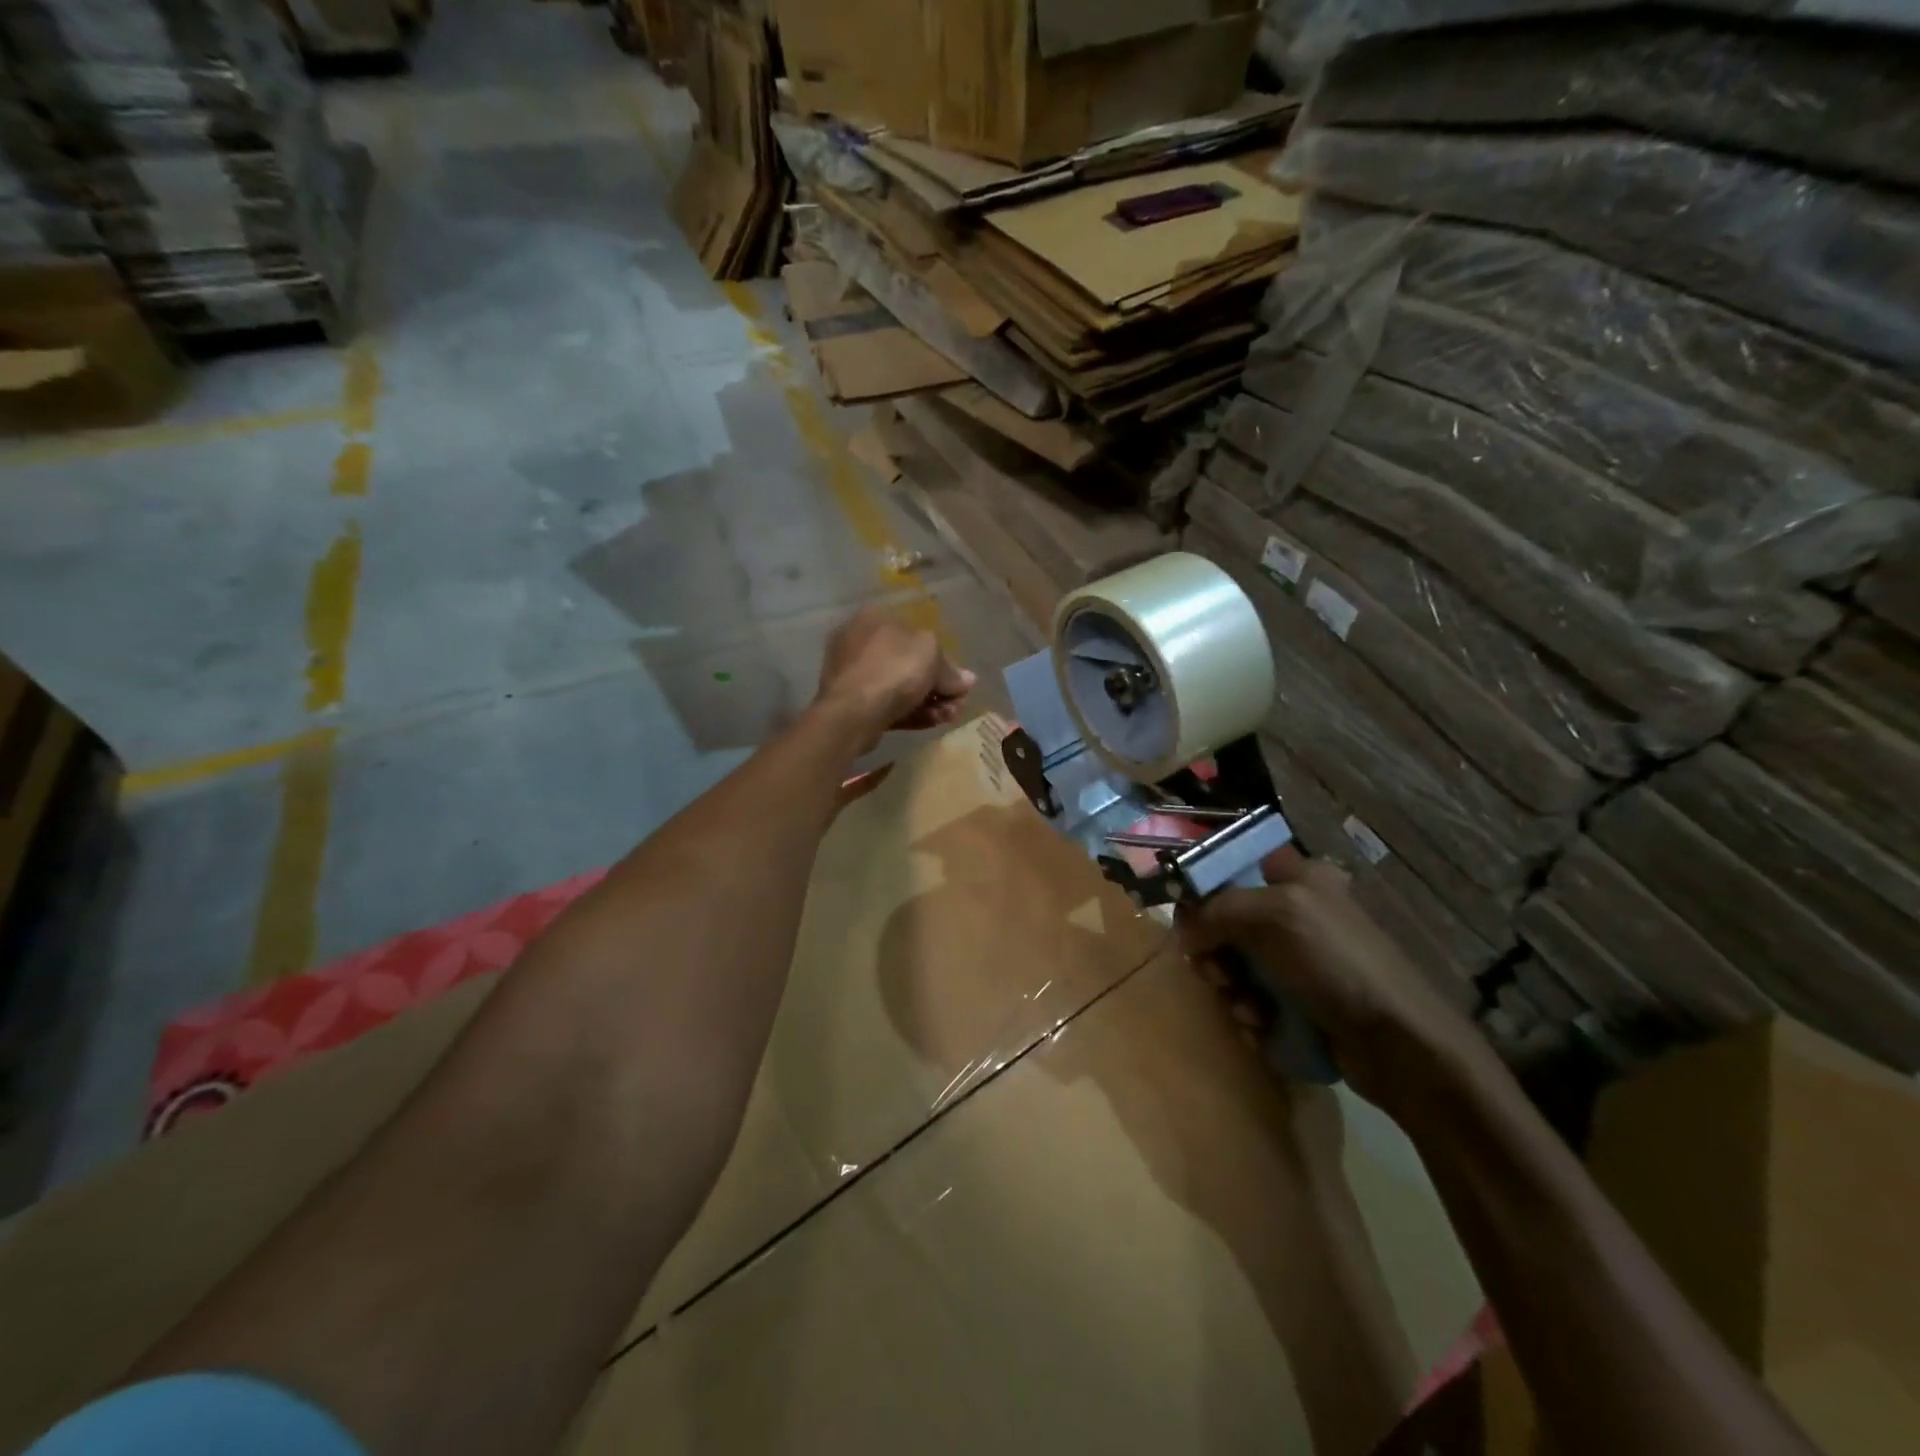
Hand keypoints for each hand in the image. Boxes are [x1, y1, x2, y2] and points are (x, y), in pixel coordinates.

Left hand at [816, 607, 975, 749]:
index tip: (959, 681)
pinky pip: (887, 704)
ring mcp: (852, 674)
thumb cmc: (893, 670)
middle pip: (909, 664)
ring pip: (899, 687)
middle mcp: (859, 641)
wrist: (853, 712)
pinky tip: (931, 723)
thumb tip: (966, 680)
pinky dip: (911, 713)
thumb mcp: (931, 656)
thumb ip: (950, 669)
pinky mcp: (851, 703)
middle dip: (937, 685)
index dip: (943, 659)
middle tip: (957, 703)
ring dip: (929, 702)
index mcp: (874, 618)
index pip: (916, 635)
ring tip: (948, 717)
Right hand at [1179, 847, 1486, 1110]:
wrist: (1398, 1044)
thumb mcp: (1274, 917)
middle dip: (1214, 948)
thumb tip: (1186, 930)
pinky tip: (1261, 1026)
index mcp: (1298, 877)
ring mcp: (1300, 959)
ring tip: (1247, 1008)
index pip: (1233, 865)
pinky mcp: (1302, 1000)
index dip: (1204, 887)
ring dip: (1231, 987)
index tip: (1187, 918)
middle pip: (1227, 919)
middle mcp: (1298, 912)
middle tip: (1215, 971)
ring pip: (1236, 963)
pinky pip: (1254, 998)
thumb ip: (1217, 910)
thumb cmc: (1336, 964)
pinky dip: (1250, 1012)